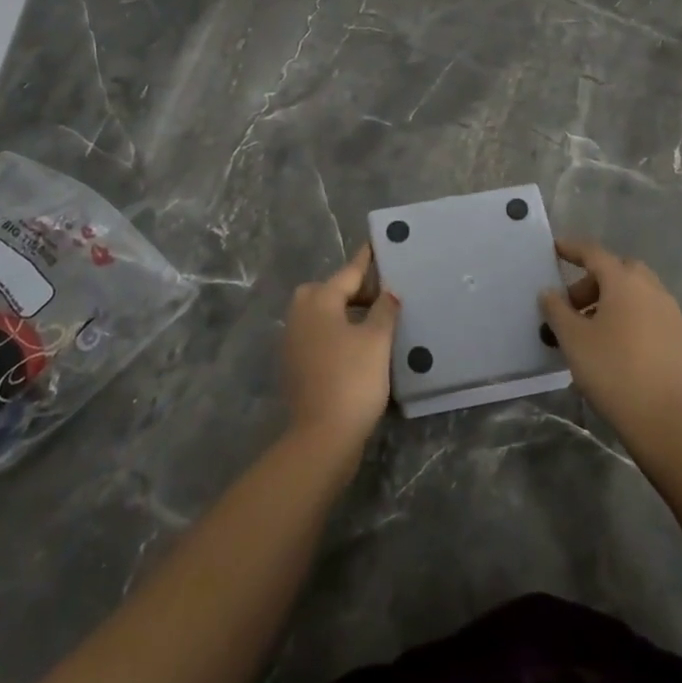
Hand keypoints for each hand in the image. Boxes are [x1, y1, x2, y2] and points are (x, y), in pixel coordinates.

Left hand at [282, 245, 399, 451]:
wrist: (321, 438)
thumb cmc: (352, 380)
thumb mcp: (377, 340)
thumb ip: (384, 310)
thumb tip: (388, 292)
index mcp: (319, 301)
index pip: (348, 272)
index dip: (366, 260)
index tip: (375, 244)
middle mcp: (300, 314)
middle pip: (328, 290)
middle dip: (352, 288)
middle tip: (380, 294)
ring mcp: (293, 341)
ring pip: (320, 313)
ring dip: (343, 311)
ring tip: (373, 320)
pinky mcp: (294, 365)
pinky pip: (317, 334)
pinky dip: (335, 332)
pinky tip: (356, 345)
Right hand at [539, 239, 681, 457]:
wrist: (670, 423)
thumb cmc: (614, 372)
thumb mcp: (573, 340)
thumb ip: (556, 310)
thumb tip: (549, 292)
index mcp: (624, 281)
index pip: (594, 253)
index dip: (572, 249)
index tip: (556, 248)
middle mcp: (652, 289)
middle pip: (619, 271)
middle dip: (594, 281)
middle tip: (573, 305)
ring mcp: (671, 314)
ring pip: (637, 293)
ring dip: (613, 300)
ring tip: (593, 330)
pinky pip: (651, 314)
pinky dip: (632, 318)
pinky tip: (619, 347)